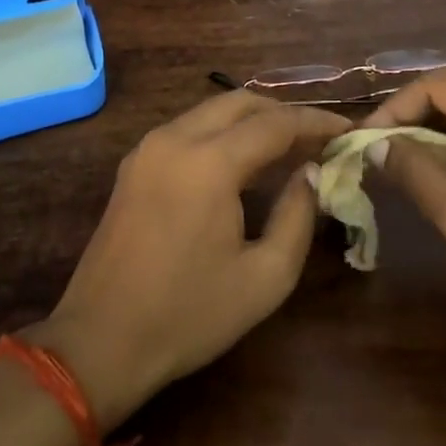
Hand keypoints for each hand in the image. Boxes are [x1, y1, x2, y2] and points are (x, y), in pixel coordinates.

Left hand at [29, 92, 349, 430]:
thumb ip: (298, 216)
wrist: (100, 343)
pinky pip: (189, 129)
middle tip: (318, 138)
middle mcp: (175, 140)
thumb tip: (309, 174)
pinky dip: (222, 133)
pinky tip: (243, 162)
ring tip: (287, 148)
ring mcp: (148, 149)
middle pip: (241, 103)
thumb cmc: (188, 315)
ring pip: (212, 111)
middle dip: (284, 114)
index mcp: (209, 162)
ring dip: (252, 121)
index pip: (276, 124)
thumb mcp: (265, 277)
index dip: (315, 123)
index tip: (346, 130)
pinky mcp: (134, 165)